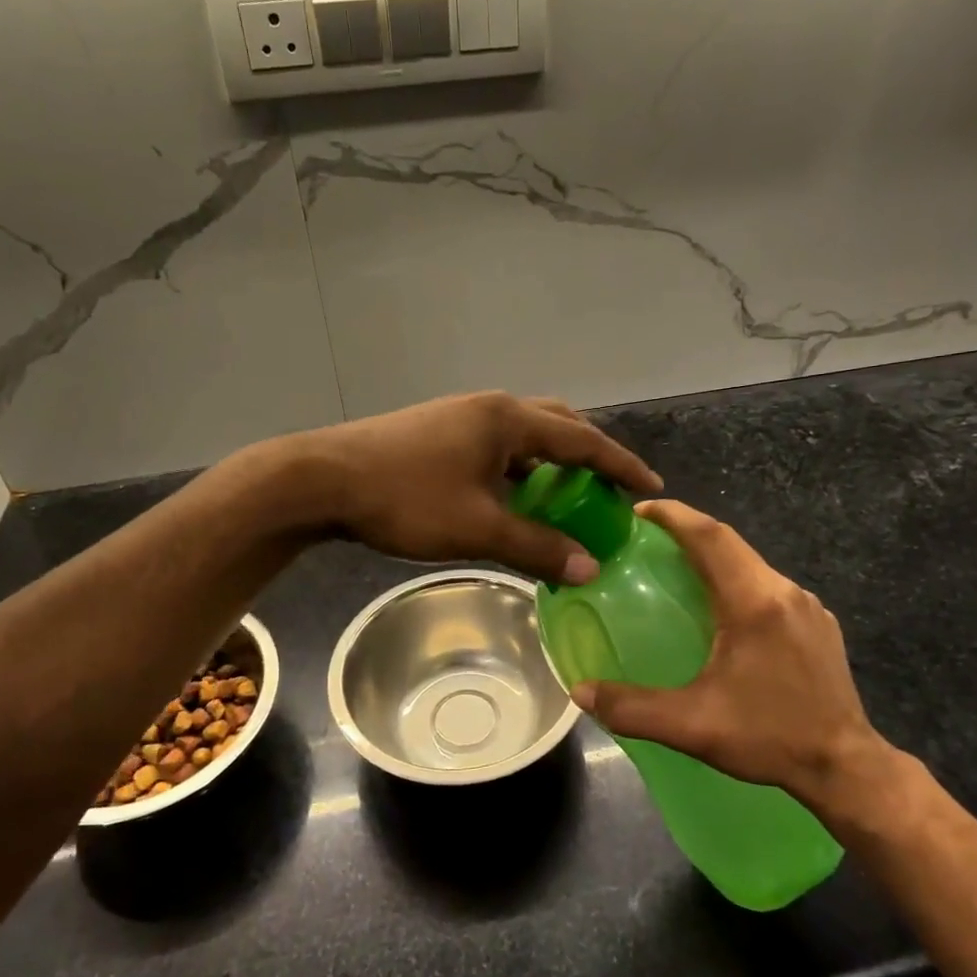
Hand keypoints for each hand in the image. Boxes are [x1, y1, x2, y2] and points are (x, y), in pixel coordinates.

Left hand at [298, 392, 661, 583]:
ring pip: (523, 436)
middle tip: (610, 490)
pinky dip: (519, 470)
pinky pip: (496, 447)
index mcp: (507, 420)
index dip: (621, 465)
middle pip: (556, 425)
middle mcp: (489, 408)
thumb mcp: (478, 528)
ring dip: (550, 463)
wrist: (323, 479)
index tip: (653, 488)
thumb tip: (591, 568)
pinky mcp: (438, 432)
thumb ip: (538, 546)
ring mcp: (460, 417)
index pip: (582, 440)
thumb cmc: (406, 498)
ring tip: (567, 498)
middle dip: (589, 456)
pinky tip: (513, 498)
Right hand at [570, 500, 899, 817]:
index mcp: (754, 603)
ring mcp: (808, 606)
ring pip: (751, 563)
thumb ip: (632, 708)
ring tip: (679, 571)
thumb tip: (579, 692)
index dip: (674, 515)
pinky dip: (737, 580)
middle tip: (648, 539)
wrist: (847, 767)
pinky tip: (723, 610)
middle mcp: (784, 591)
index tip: (639, 510)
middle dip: (688, 531)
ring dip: (714, 557)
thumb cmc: (770, 738)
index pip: (711, 537)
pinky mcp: (818, 624)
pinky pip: (768, 585)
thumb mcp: (693, 726)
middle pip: (730, 543)